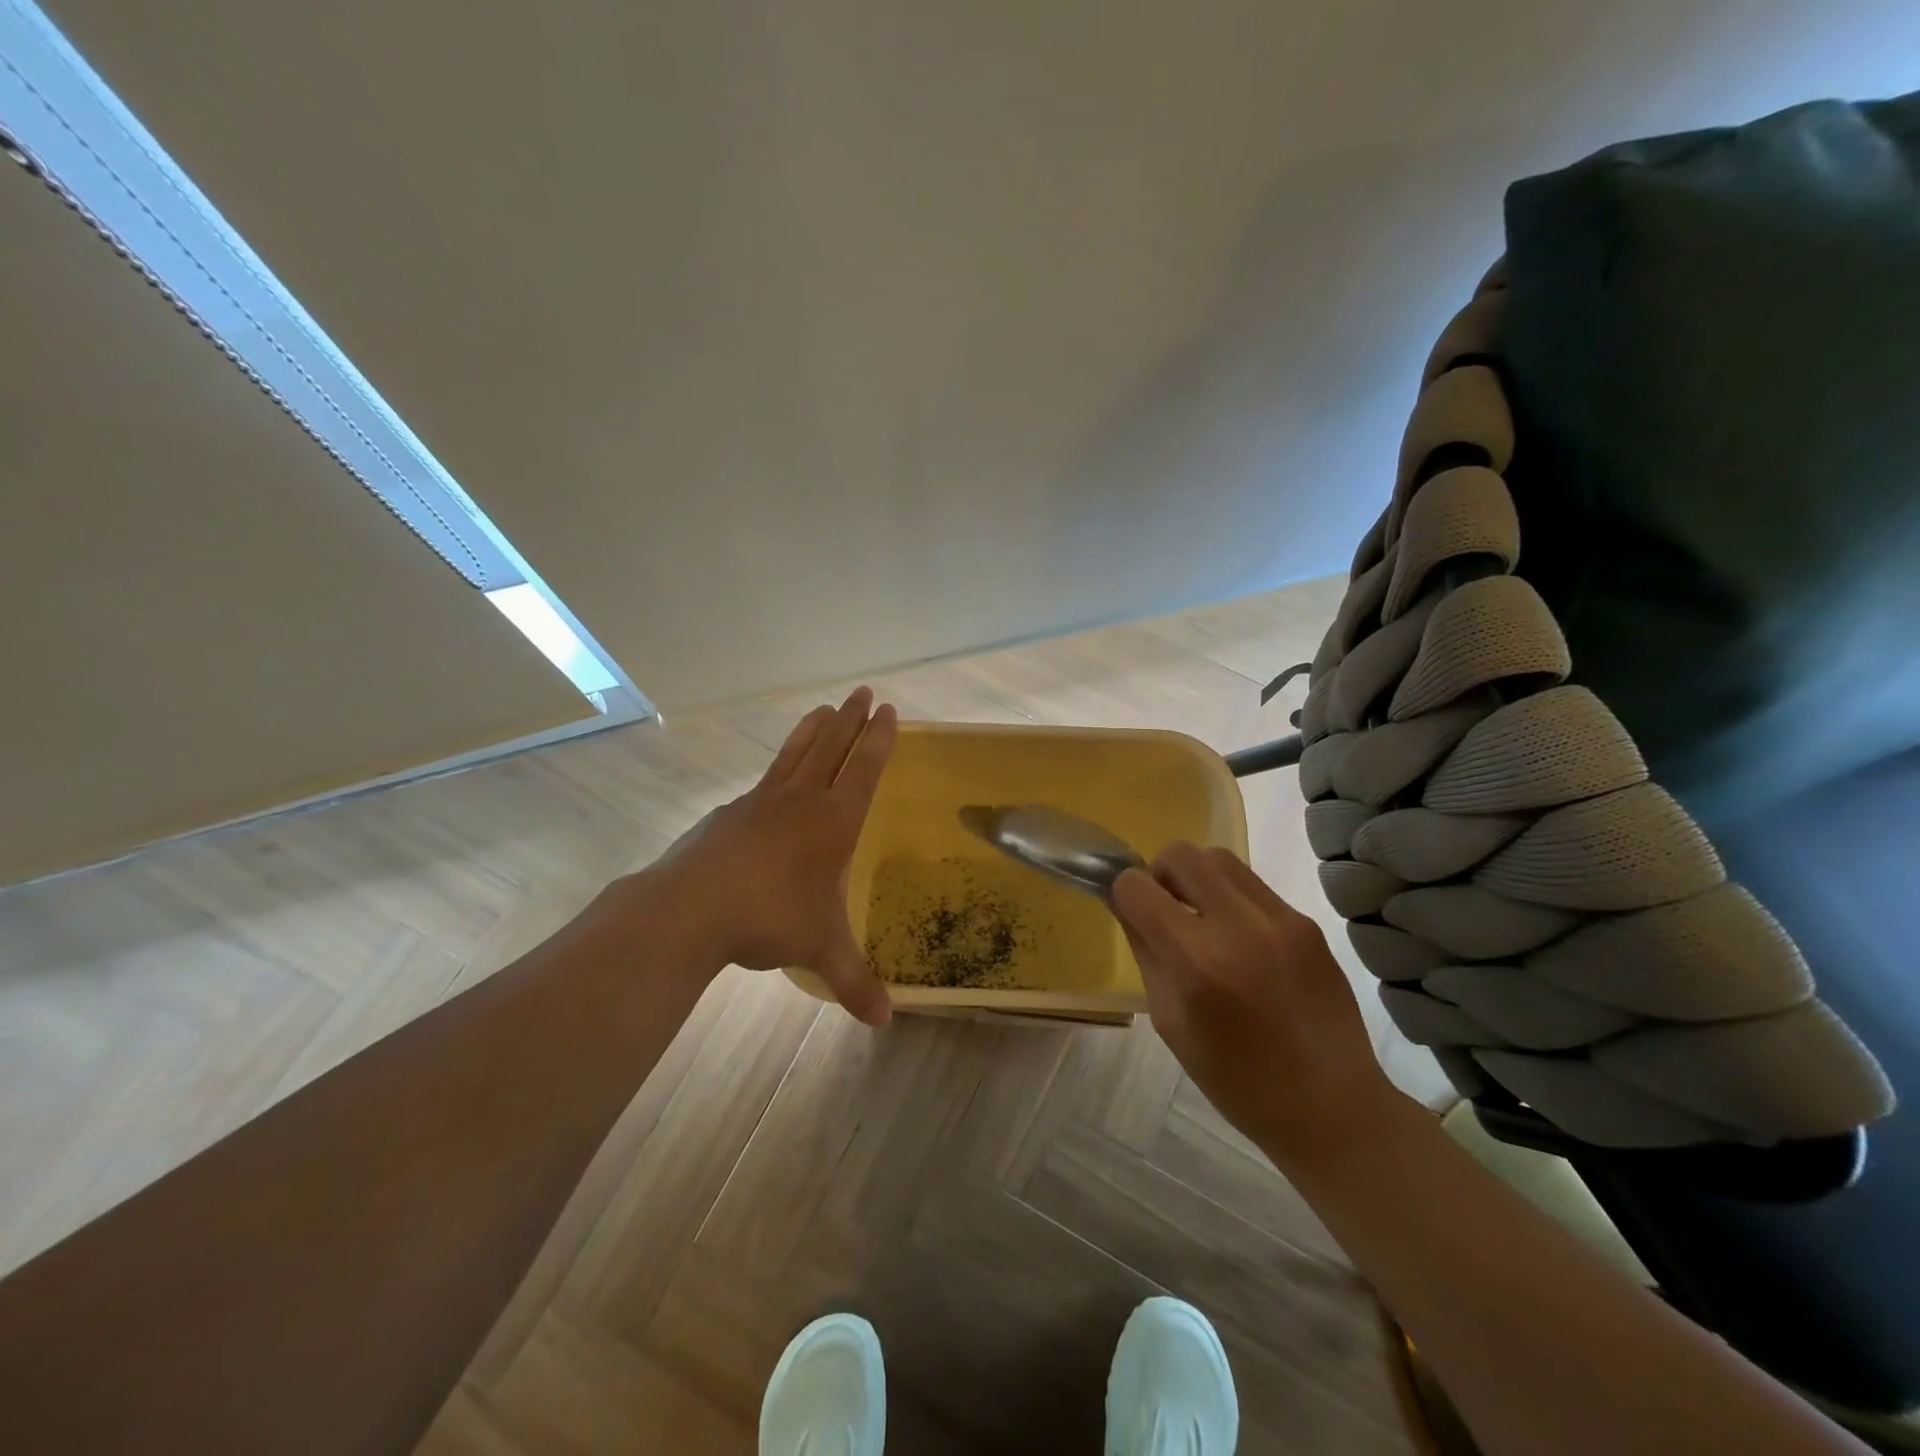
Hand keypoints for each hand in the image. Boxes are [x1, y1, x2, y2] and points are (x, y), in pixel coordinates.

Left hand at [634, 687, 897, 1025]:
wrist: (691, 908)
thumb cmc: (770, 918)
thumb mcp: (820, 950)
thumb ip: (854, 982)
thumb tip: (885, 1022)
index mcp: (833, 822)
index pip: (864, 770)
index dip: (879, 741)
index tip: (890, 711)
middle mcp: (801, 801)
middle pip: (832, 748)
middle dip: (851, 720)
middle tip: (864, 693)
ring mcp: (762, 801)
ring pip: (796, 753)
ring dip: (814, 729)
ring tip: (825, 708)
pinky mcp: (731, 812)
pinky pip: (765, 778)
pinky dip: (779, 765)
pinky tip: (776, 774)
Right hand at [1112, 844, 1406, 1170]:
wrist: (1334, 1108)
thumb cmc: (1237, 1081)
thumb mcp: (1170, 1023)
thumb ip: (1146, 954)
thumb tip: (1129, 907)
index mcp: (1196, 963)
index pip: (1137, 887)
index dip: (1124, 894)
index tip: (1132, 913)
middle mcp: (1239, 928)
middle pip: (1180, 854)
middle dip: (1160, 874)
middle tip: (1167, 910)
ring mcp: (1280, 920)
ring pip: (1219, 858)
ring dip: (1198, 879)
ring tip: (1203, 919)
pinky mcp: (1307, 923)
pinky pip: (1253, 886)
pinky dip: (1233, 899)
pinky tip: (1243, 941)